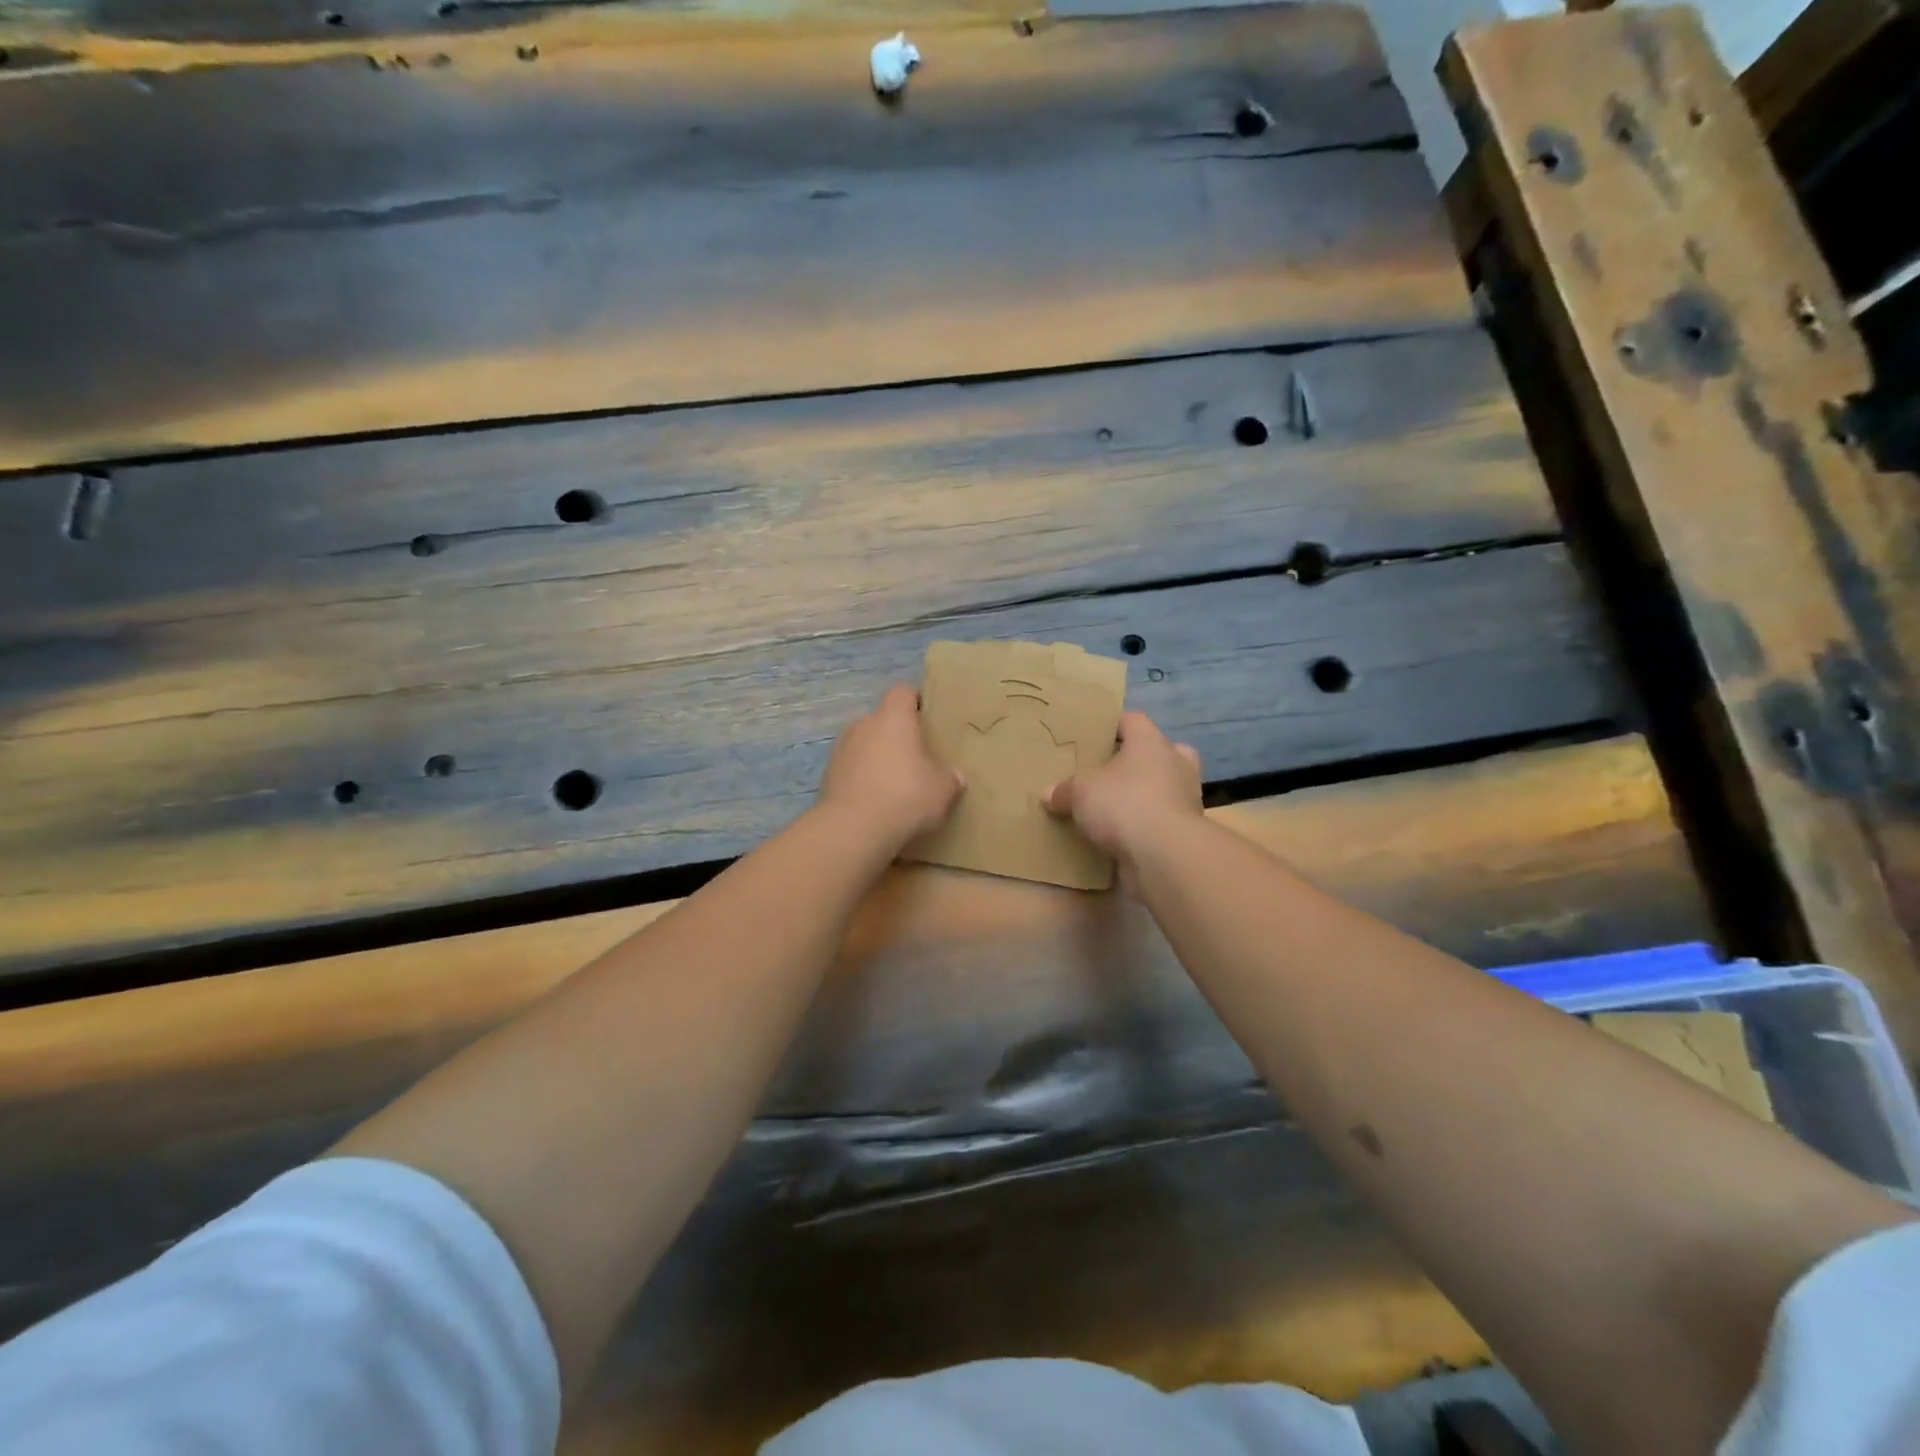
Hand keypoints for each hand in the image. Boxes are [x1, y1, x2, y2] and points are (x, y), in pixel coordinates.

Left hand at [817, 684, 963, 850]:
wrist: (852, 830)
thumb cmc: (905, 796)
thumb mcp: (942, 791)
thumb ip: (950, 779)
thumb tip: (955, 776)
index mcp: (893, 718)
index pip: (903, 692)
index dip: (915, 700)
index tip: (928, 716)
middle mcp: (863, 725)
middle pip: (882, 719)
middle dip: (897, 734)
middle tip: (916, 756)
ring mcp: (841, 749)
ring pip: (864, 744)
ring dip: (877, 757)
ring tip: (894, 782)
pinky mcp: (827, 775)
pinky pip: (851, 768)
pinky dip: (862, 778)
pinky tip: (875, 801)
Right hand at [1044, 711, 1201, 891]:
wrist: (1164, 856)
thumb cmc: (1123, 804)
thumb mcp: (1080, 792)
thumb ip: (1064, 790)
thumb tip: (1048, 795)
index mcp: (1151, 743)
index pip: (1132, 720)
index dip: (1112, 726)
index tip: (1092, 738)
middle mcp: (1175, 764)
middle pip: (1156, 753)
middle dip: (1135, 762)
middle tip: (1108, 773)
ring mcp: (1185, 799)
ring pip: (1163, 788)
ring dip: (1143, 796)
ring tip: (1112, 808)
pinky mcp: (1185, 832)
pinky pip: (1161, 821)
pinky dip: (1145, 827)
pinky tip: (1119, 838)